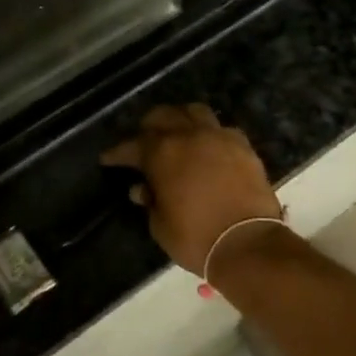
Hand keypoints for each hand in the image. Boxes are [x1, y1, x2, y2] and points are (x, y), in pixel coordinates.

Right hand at [101, 104, 282, 274]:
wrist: (248, 243)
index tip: (108, 158)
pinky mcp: (243, 146)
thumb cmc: (196, 238)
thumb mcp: (161, 226)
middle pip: (163, 116)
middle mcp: (188, 136)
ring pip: (195, 112)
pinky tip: (209, 148)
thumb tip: (142, 189)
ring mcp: (218, 137)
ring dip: (181, 119)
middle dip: (149, 127)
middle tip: (143, 141)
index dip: (117, 153)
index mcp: (162, 153)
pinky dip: (211, 135)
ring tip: (178, 133)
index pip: (132, 146)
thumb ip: (150, 201)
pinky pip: (222, 129)